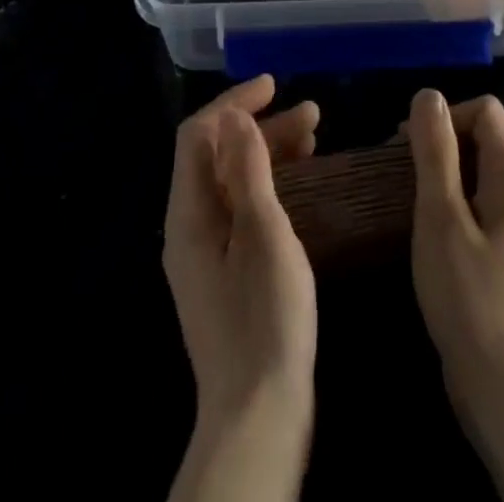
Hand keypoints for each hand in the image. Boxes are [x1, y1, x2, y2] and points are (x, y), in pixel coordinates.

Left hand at [163, 75, 318, 501]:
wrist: (259, 418)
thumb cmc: (265, 319)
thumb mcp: (263, 234)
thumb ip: (247, 170)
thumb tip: (234, 115)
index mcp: (188, 214)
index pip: (199, 135)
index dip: (234, 102)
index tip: (275, 86)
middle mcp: (189, 227)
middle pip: (217, 156)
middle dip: (261, 127)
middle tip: (313, 115)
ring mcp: (206, 253)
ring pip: (233, 182)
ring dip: (269, 153)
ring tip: (314, 138)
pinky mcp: (226, 273)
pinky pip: (242, 209)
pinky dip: (269, 185)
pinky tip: (303, 185)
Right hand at [408, 90, 503, 418]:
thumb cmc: (470, 297)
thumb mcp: (441, 217)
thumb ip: (435, 151)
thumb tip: (428, 95)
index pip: (483, 110)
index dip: (444, 117)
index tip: (406, 147)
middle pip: (480, 135)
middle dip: (437, 143)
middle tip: (397, 173)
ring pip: (475, 169)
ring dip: (439, 172)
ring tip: (405, 198)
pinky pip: (476, 199)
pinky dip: (449, 200)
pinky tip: (425, 227)